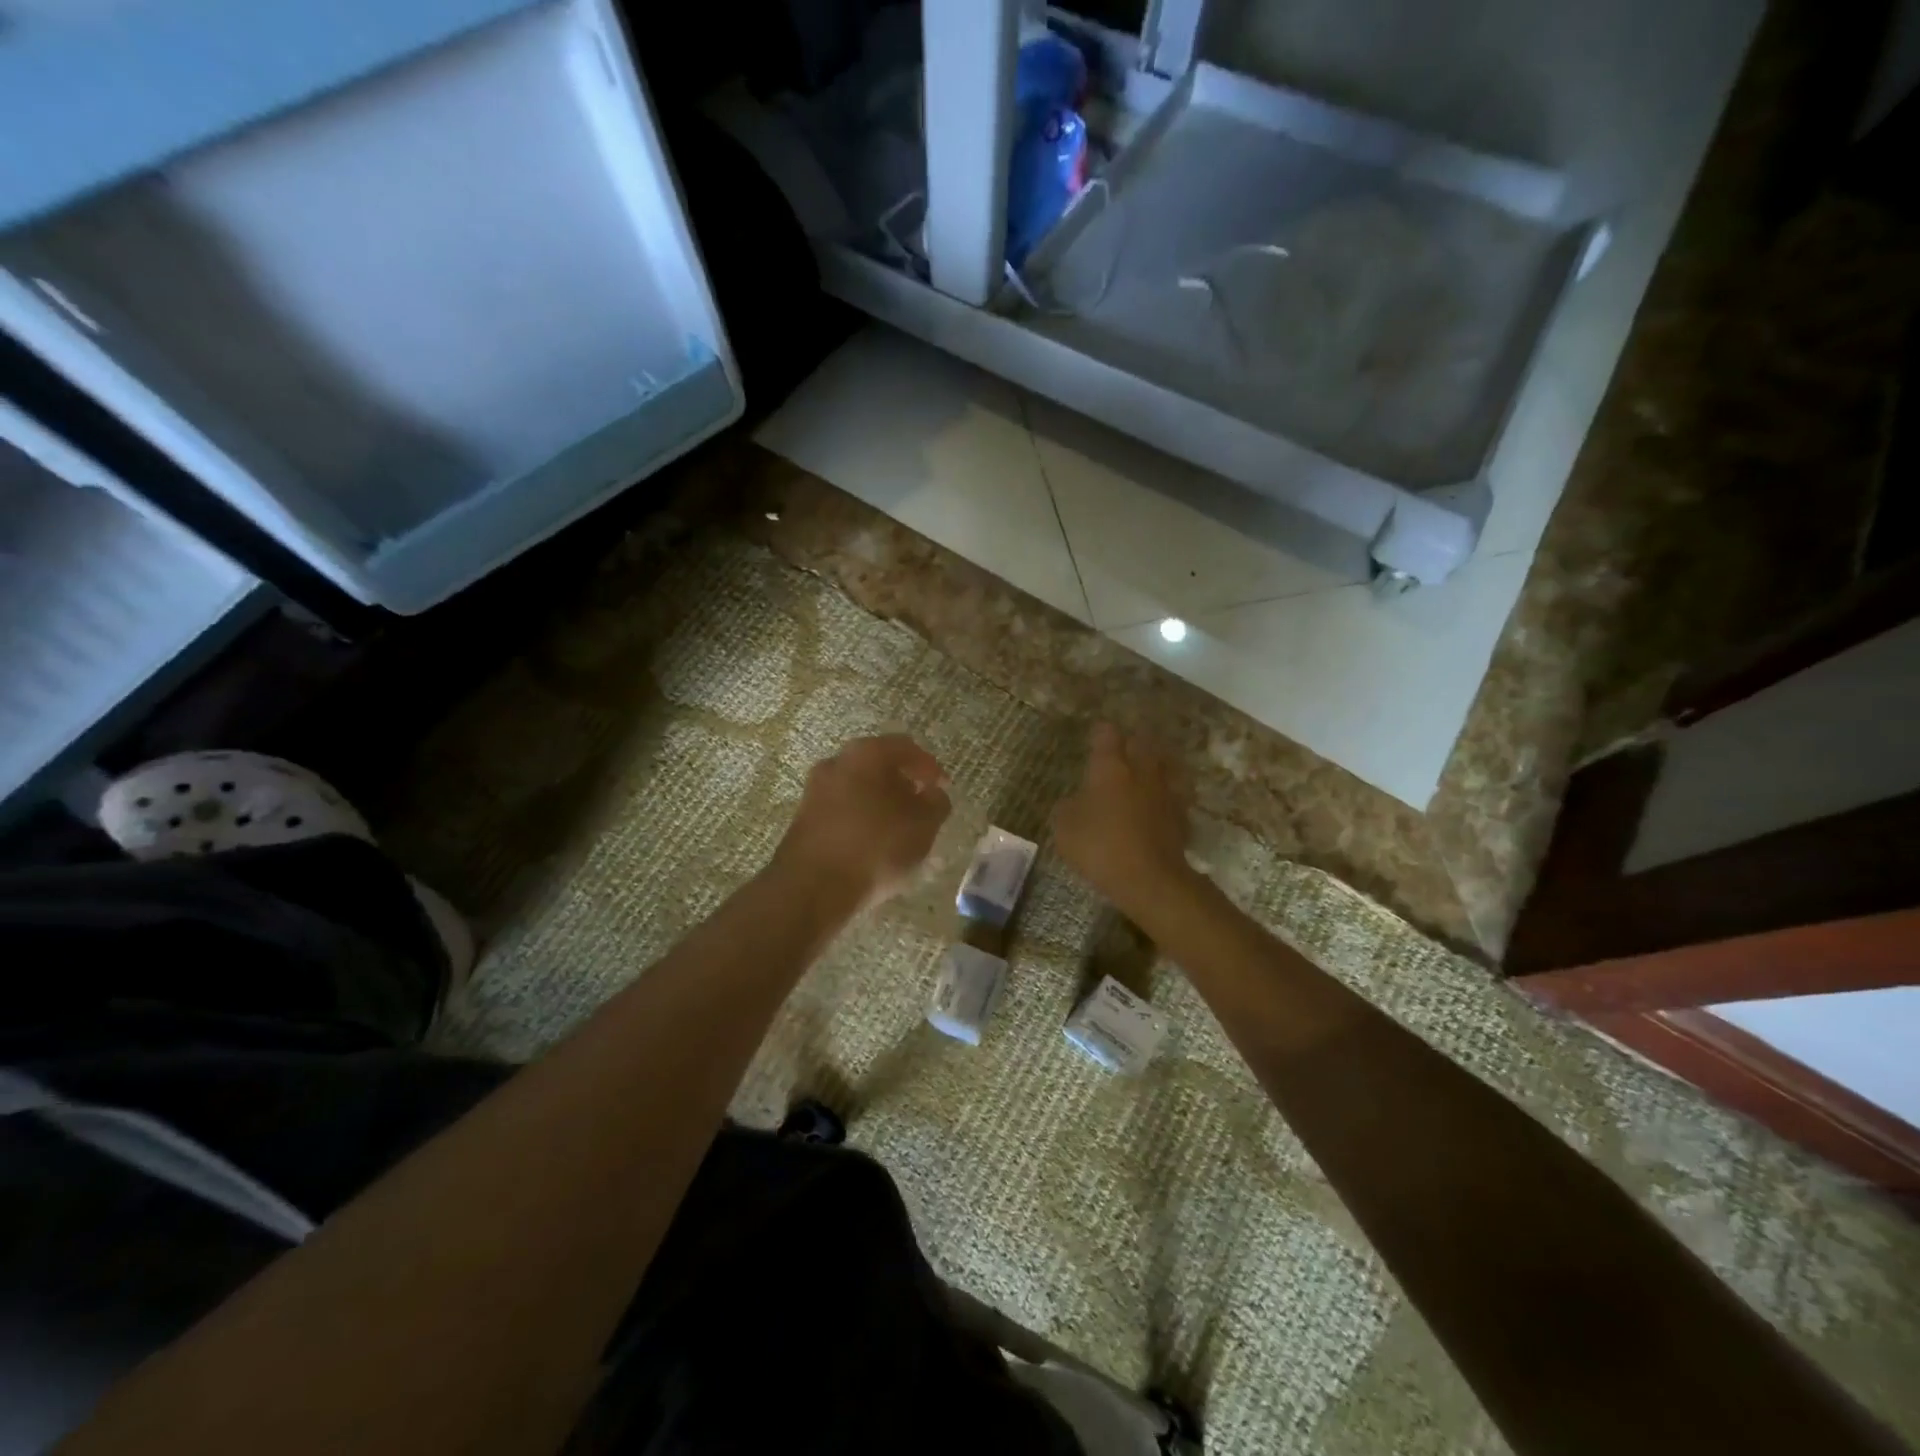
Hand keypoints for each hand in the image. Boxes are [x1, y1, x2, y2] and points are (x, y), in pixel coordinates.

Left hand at [774, 734, 950, 909]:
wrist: (812, 887)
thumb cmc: (876, 847)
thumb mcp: (923, 826)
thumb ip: (936, 803)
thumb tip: (932, 794)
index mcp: (867, 753)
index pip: (906, 747)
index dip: (929, 767)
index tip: (942, 788)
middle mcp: (836, 762)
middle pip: (878, 765)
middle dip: (903, 784)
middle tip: (922, 808)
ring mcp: (815, 789)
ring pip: (858, 788)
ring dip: (880, 803)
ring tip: (899, 831)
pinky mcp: (803, 818)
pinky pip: (842, 809)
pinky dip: (861, 819)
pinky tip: (873, 845)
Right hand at [1053, 723, 1195, 915]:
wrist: (1151, 879)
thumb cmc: (1100, 847)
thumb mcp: (1064, 829)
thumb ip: (1067, 808)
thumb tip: (1074, 801)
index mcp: (1110, 768)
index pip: (1107, 734)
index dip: (1101, 731)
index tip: (1096, 733)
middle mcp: (1141, 771)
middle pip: (1142, 742)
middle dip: (1131, 741)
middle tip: (1122, 747)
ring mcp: (1165, 791)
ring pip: (1163, 764)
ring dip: (1154, 762)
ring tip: (1145, 768)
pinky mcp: (1181, 814)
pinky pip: (1174, 793)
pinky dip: (1166, 793)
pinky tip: (1159, 801)